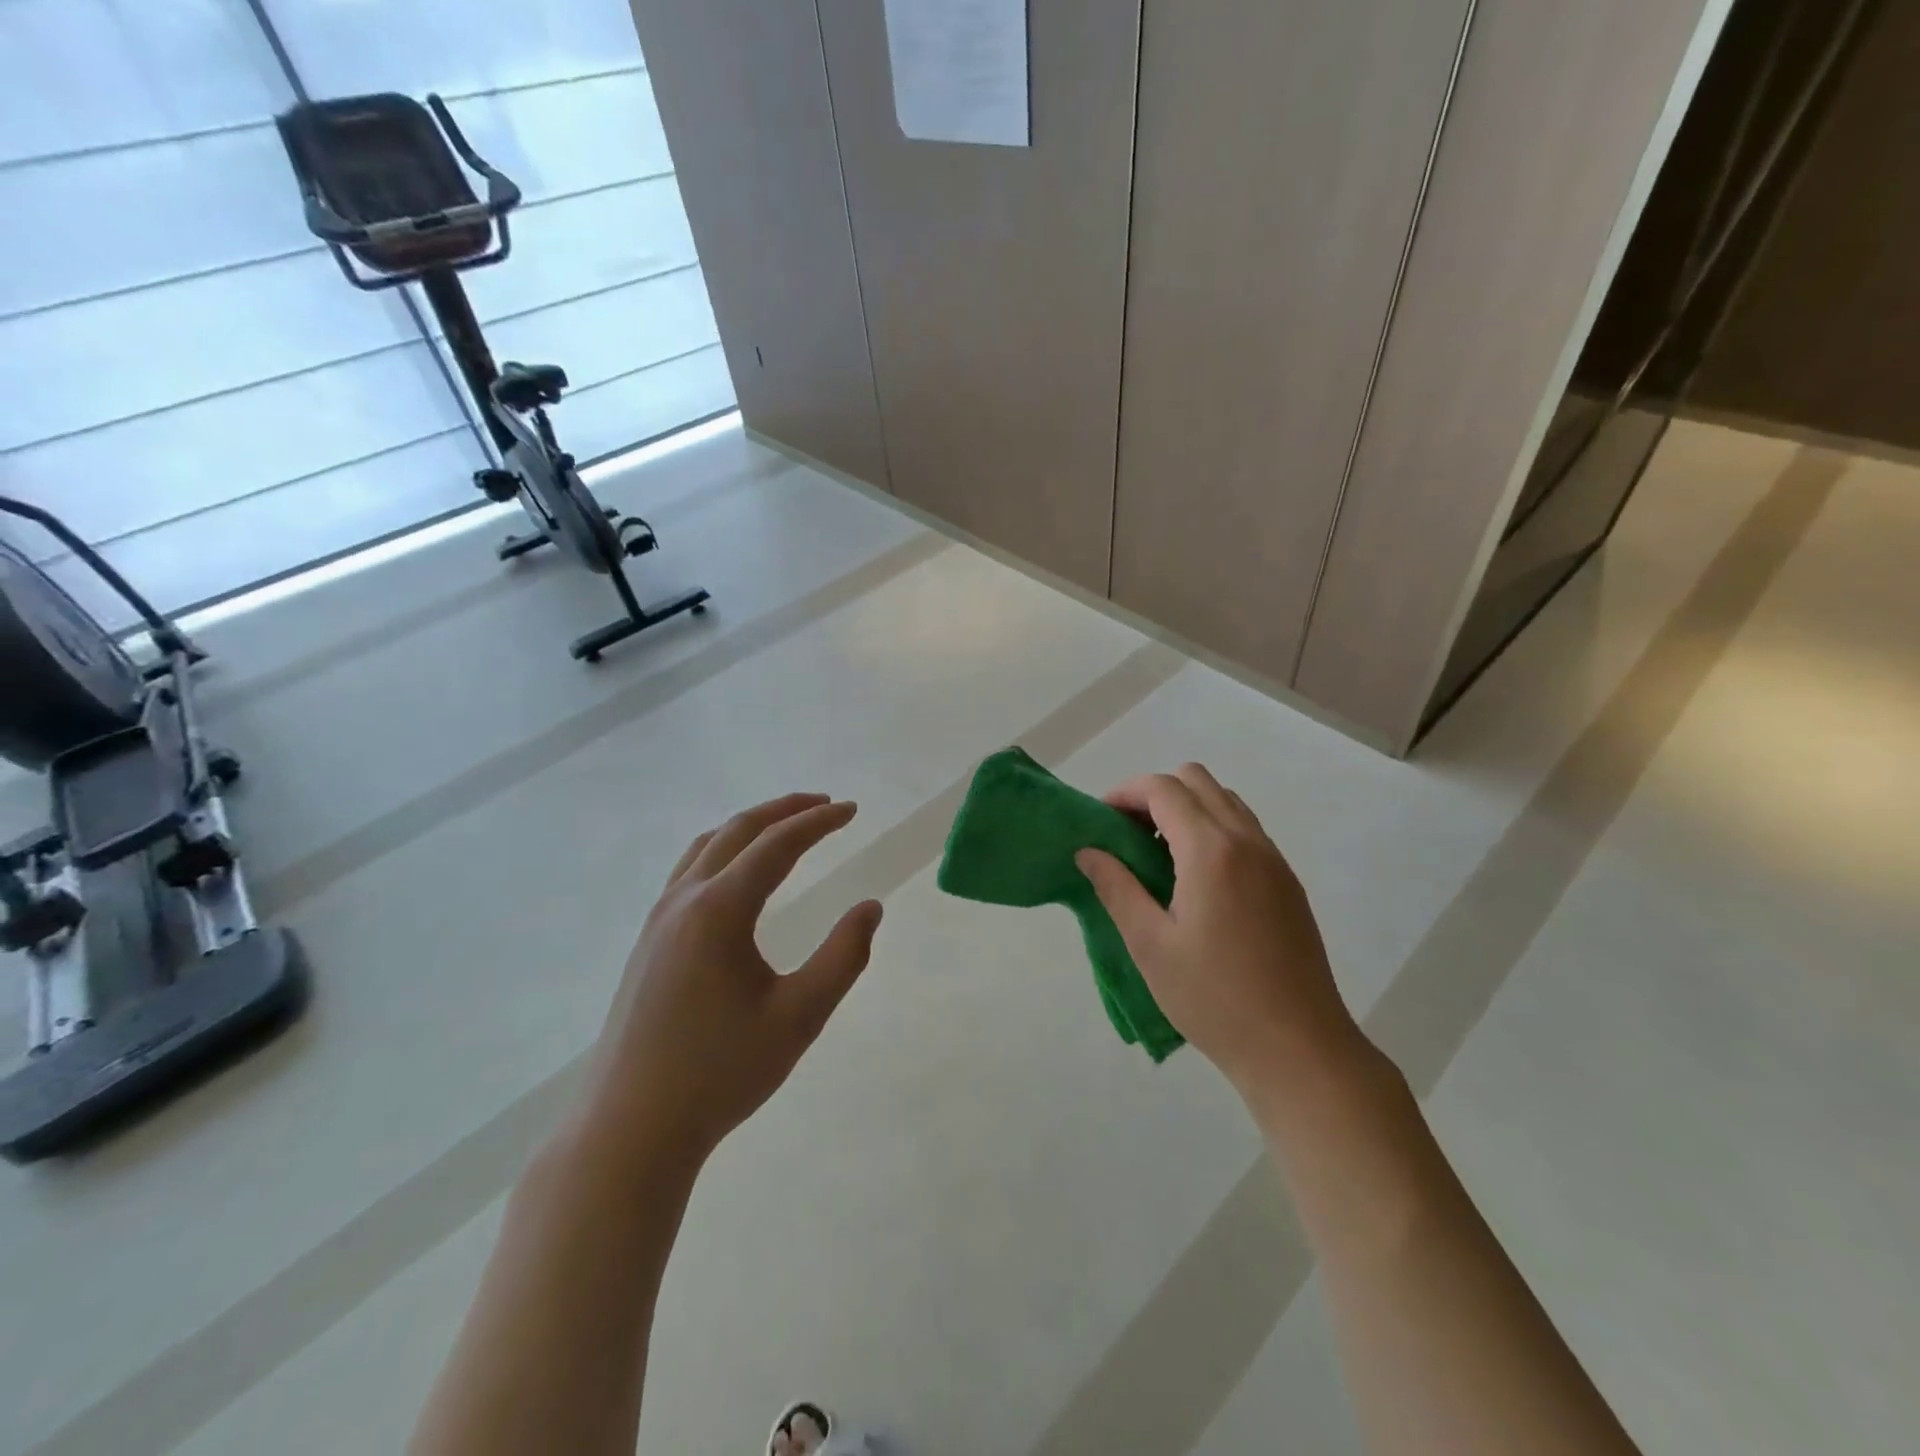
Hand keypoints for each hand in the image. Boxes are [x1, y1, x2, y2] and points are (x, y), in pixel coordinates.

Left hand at [578, 793, 882, 1165]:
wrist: (630, 1128)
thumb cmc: (721, 1072)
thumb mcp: (799, 1017)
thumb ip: (843, 957)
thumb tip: (871, 907)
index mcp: (720, 910)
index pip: (778, 845)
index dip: (818, 822)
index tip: (851, 810)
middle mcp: (684, 901)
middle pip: (738, 831)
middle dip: (784, 810)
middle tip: (824, 805)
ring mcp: (658, 920)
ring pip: (706, 847)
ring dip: (750, 827)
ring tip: (784, 827)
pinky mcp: (646, 943)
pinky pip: (688, 872)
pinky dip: (721, 851)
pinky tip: (735, 876)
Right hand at [1076, 764, 1367, 1109]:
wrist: (1298, 1047)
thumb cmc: (1213, 997)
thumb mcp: (1150, 944)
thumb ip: (1116, 887)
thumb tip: (1088, 851)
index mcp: (1211, 850)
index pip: (1164, 789)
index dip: (1125, 793)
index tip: (1101, 820)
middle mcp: (1247, 841)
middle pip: (1197, 780)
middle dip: (1155, 794)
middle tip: (1128, 834)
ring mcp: (1274, 860)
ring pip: (1225, 801)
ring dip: (1187, 809)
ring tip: (1159, 856)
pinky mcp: (1288, 882)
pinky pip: (1245, 830)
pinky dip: (1213, 829)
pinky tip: (1196, 880)